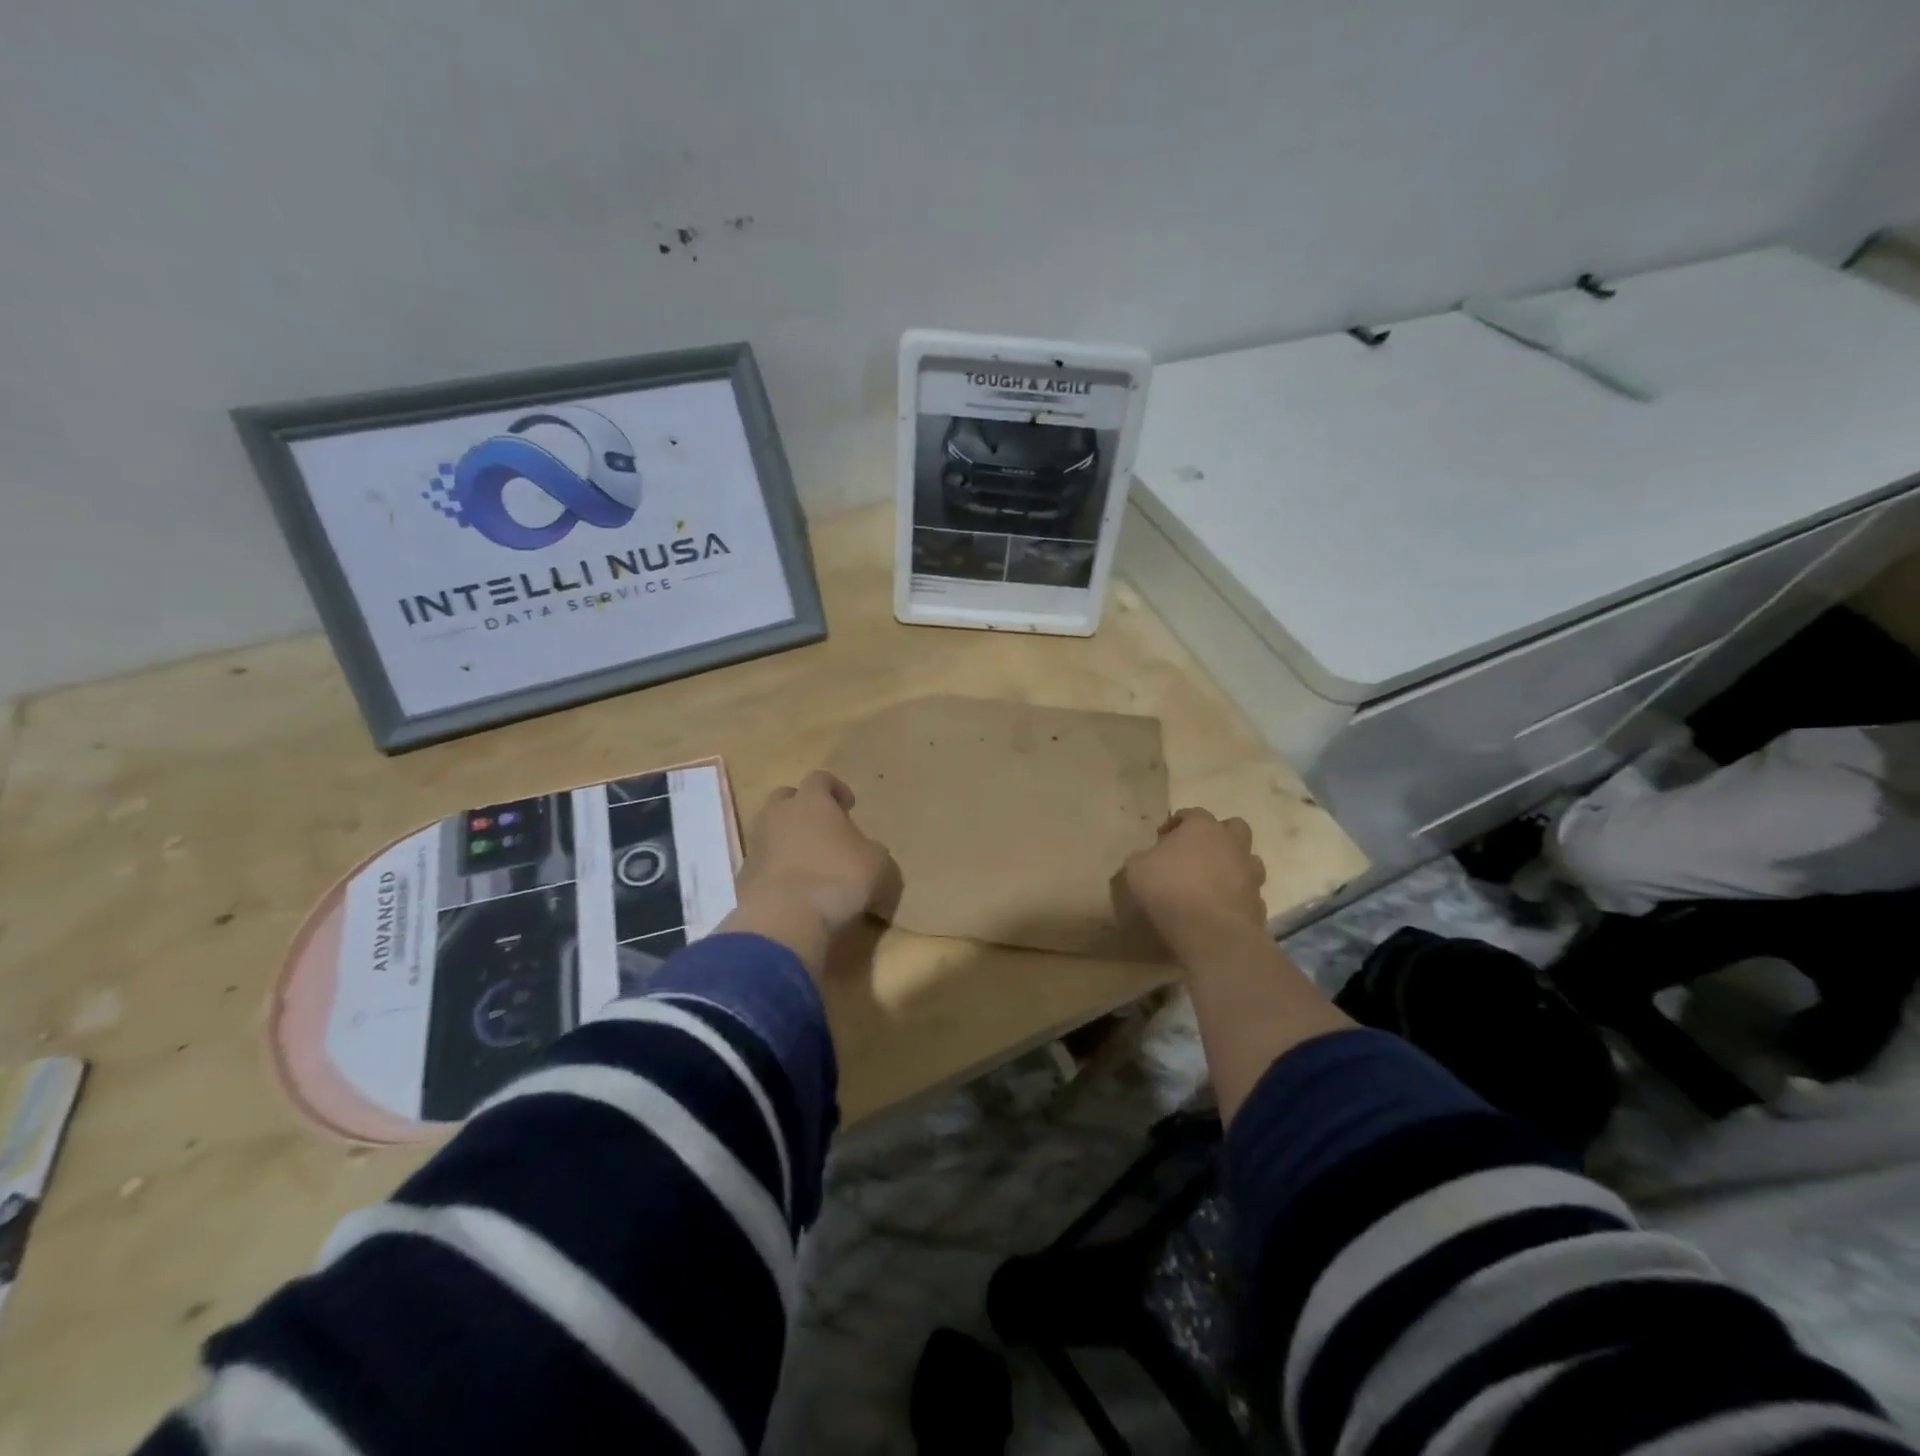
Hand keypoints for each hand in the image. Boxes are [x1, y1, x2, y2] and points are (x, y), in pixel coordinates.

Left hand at [723, 770, 900, 972]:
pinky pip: (763, 864)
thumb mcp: (878, 863)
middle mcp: (778, 814)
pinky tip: (794, 891)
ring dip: (787, 840)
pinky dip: (777, 870)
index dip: (836, 788)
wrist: (785, 919)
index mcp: (812, 801)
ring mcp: (756, 844)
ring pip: (770, 830)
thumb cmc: (839, 878)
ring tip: (808, 863)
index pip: (820, 778)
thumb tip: (866, 856)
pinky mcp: (743, 876)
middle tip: (822, 829)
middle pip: (785, 798)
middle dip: (802, 809)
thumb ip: (871, 851)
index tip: (848, 805)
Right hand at [1116, 808, 1267, 960]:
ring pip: (1248, 860)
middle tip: (1197, 852)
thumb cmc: (1169, 889)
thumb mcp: (1136, 868)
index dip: (1176, 823)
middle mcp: (1232, 844)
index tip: (1161, 838)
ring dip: (1233, 866)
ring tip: (1212, 881)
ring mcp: (1250, 874)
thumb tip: (1147, 859)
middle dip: (1218, 836)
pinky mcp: (1259, 903)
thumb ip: (1143, 858)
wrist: (1211, 931)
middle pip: (1234, 827)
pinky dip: (1236, 897)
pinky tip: (1219, 909)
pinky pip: (1248, 893)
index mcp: (1202, 828)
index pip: (1192, 813)